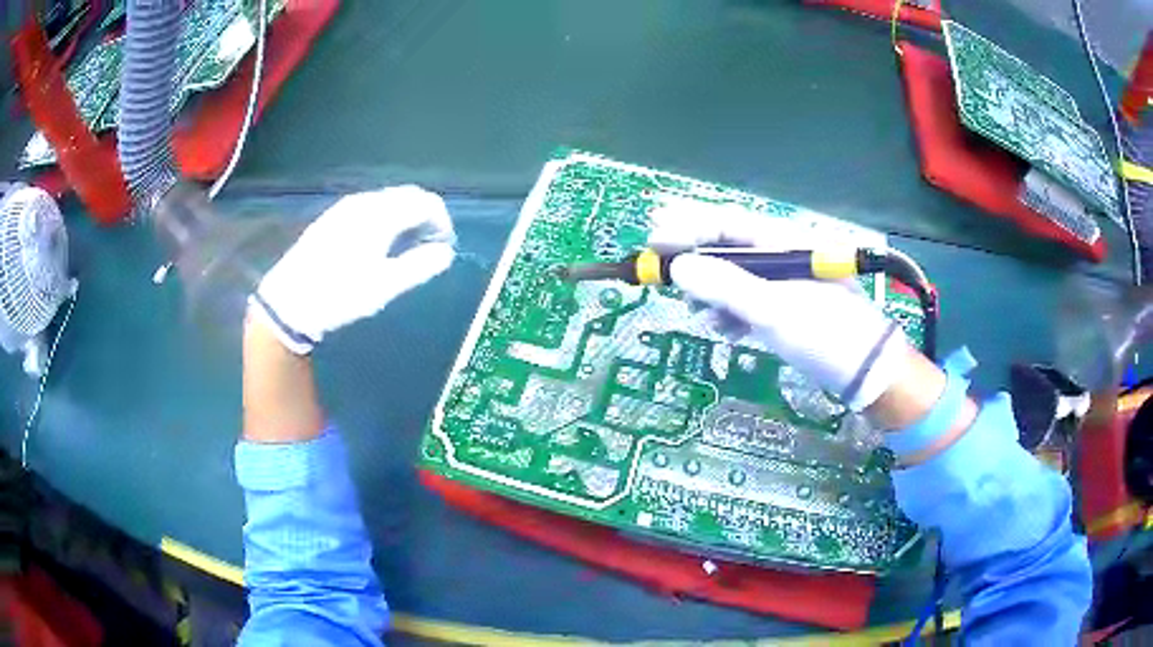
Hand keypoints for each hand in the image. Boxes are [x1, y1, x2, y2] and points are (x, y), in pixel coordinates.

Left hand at [251, 186, 455, 353]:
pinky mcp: (333, 218)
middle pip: (407, 196)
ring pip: (388, 200)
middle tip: (431, 246)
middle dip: (426, 216)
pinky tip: (380, 243)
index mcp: (380, 214)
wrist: (288, 302)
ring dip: (406, 217)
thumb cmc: (338, 295)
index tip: (445, 247)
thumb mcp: (383, 287)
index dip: (442, 222)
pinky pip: (370, 207)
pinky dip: (386, 218)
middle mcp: (364, 201)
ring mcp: (345, 207)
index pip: (425, 203)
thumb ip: (419, 266)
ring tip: (408, 247)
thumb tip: (446, 252)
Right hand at [648, 202, 909, 410]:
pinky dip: (734, 314)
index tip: (652, 238)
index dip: (686, 227)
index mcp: (784, 242)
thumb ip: (725, 286)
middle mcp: (783, 254)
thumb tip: (678, 268)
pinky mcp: (788, 307)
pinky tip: (729, 332)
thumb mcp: (773, 310)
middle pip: (728, 249)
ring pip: (736, 278)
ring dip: (713, 294)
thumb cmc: (825, 334)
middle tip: (664, 277)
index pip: (727, 224)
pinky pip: (750, 302)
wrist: (869, 373)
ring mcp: (787, 282)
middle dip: (696, 264)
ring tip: (701, 315)